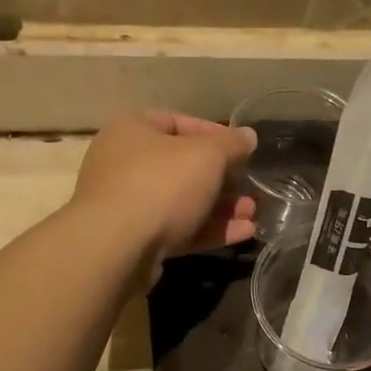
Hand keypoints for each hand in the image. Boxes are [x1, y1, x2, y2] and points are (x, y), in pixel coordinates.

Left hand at [72, 110, 257, 264]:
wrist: (117, 248)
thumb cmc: (161, 184)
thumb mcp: (207, 155)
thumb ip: (231, 144)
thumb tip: (248, 136)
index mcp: (133, 130)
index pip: (179, 123)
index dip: (215, 134)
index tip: (243, 150)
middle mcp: (125, 163)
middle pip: (183, 167)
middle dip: (223, 179)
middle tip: (251, 188)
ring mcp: (128, 205)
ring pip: (183, 201)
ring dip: (221, 207)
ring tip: (253, 214)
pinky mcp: (136, 241)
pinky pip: (178, 229)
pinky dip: (208, 230)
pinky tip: (243, 233)